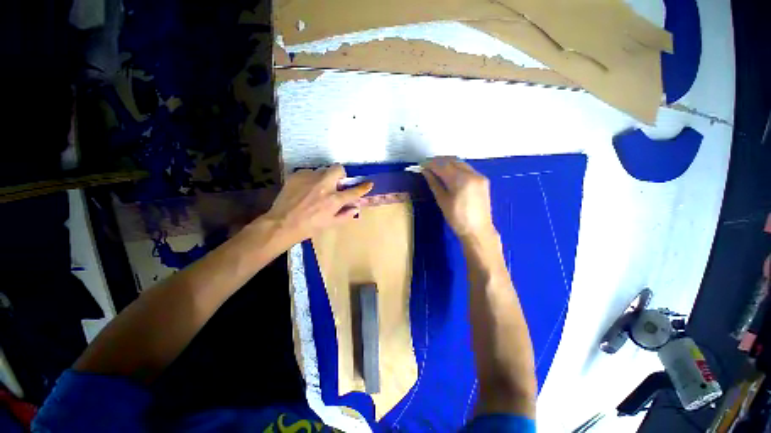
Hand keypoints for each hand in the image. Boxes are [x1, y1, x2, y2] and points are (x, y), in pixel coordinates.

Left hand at [263, 165, 372, 242]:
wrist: (283, 223)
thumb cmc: (309, 227)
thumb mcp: (330, 223)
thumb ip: (346, 214)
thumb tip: (356, 207)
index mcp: (333, 200)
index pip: (353, 191)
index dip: (363, 187)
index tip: (369, 183)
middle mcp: (324, 185)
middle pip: (338, 169)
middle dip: (340, 174)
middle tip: (336, 183)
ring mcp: (309, 178)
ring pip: (322, 170)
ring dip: (324, 178)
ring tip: (317, 188)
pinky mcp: (297, 175)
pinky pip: (309, 172)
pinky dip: (311, 179)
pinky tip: (305, 189)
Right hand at [422, 157, 495, 240]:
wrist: (478, 230)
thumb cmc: (457, 219)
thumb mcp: (442, 201)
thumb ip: (434, 183)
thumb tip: (425, 171)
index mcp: (461, 180)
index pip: (443, 166)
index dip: (431, 164)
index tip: (421, 165)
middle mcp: (472, 174)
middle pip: (452, 161)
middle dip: (439, 161)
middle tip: (427, 166)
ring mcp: (479, 176)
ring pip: (460, 163)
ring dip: (447, 163)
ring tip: (436, 169)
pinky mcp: (483, 180)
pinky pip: (467, 168)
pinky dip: (456, 168)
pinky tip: (449, 174)